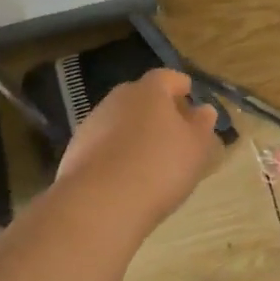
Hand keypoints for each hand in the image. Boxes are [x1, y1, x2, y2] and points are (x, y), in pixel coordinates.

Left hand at [55, 70, 220, 227]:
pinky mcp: (76, 150)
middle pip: (141, 97)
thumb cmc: (159, 168)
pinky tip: (125, 175)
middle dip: (157, 110)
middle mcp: (117, 98)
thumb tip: (203, 110)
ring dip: (135, 132)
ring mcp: (92, 123)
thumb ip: (202, 126)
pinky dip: (116, 152)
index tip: (190, 97)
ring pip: (120, 120)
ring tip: (151, 158)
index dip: (181, 86)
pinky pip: (104, 144)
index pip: (167, 77)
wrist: (99, 203)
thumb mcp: (195, 148)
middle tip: (174, 131)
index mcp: (149, 91)